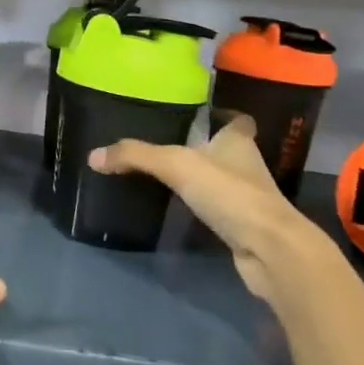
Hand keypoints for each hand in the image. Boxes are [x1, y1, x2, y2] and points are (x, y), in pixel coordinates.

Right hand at [87, 115, 332, 304]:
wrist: (270, 250)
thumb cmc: (230, 193)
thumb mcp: (176, 165)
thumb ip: (136, 156)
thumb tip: (93, 156)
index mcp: (237, 141)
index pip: (236, 120)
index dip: (222, 115)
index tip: (199, 114)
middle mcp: (246, 165)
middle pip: (226, 149)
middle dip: (203, 146)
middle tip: (167, 143)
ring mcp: (247, 197)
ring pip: (222, 179)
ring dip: (201, 177)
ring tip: (165, 174)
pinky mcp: (243, 226)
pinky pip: (218, 208)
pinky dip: (202, 206)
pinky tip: (179, 208)